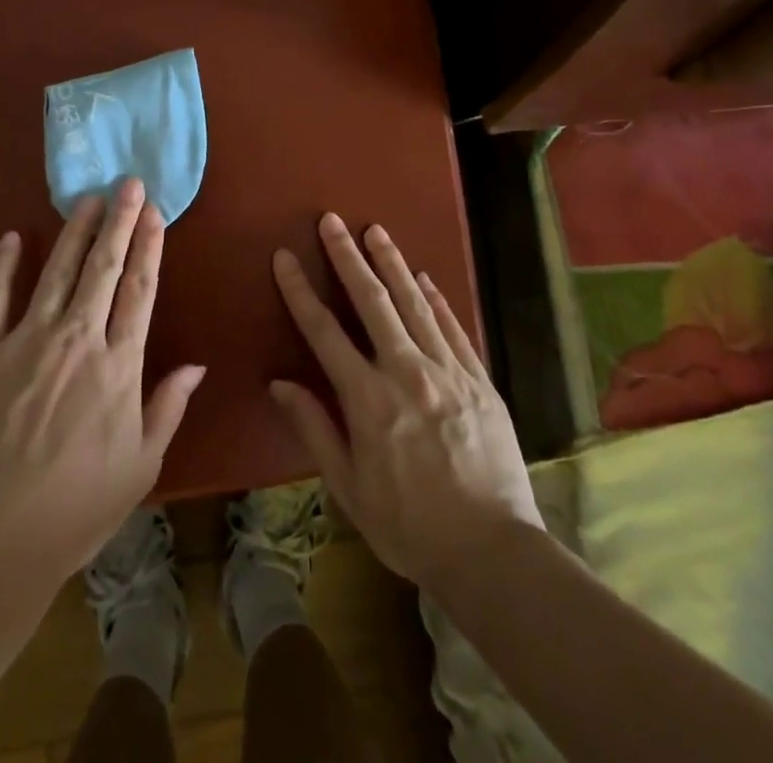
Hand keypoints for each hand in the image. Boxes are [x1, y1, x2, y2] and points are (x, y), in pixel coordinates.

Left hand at [0, 179, 204, 593]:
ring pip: (56, 270)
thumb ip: (168, 407)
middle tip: (127, 183)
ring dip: (74, 230)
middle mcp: (75, 339)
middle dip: (118, 220)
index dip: (148, 246)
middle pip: (103, 267)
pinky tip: (13, 237)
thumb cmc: (76, 510)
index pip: (140, 289)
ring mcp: (24, 341)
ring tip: (87, 198)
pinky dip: (2, 264)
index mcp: (117, 365)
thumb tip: (197, 363)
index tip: (154, 211)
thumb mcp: (140, 466)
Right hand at [270, 214, 543, 589]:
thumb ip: (315, 428)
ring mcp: (448, 371)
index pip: (324, 331)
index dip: (300, 291)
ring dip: (392, 263)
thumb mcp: (349, 488)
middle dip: (348, 256)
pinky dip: (437, 299)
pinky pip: (454, 328)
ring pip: (415, 303)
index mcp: (368, 400)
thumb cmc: (409, 526)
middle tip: (332, 220)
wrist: (493, 552)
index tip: (285, 258)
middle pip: (372, 301)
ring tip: (376, 230)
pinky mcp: (480, 380)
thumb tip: (280, 383)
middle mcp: (406, 372)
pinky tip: (425, 277)